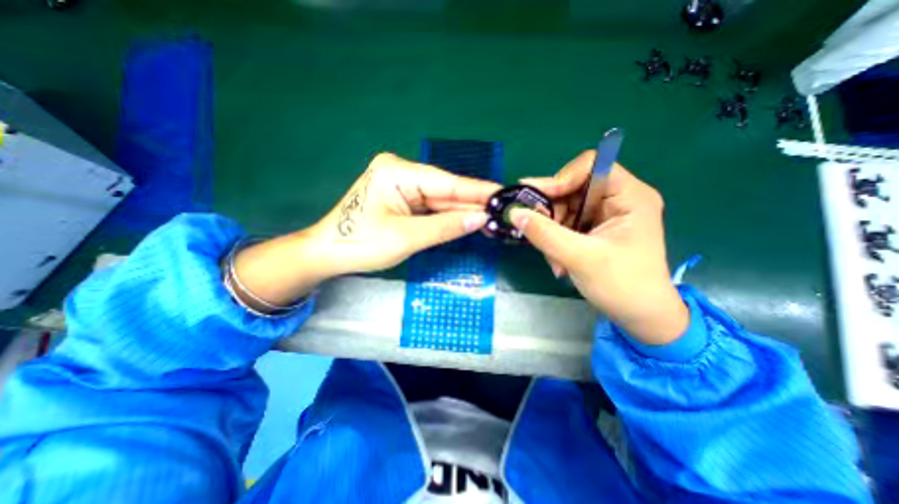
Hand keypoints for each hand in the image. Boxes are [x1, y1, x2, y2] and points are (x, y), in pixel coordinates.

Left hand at [229, 152, 498, 311]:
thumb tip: (481, 218)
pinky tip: (468, 220)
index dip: (477, 190)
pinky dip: (448, 216)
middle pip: (445, 190)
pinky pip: (431, 207)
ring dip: (462, 210)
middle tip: (501, 210)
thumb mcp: (406, 237)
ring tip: (491, 217)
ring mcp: (401, 185)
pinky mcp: (401, 199)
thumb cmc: (360, 244)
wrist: (327, 254)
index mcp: (397, 172)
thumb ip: (446, 226)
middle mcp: (400, 172)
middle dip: (472, 202)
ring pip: (440, 199)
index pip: (447, 182)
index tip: (503, 193)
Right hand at [512, 151, 689, 344]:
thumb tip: (515, 213)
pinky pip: (564, 223)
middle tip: (535, 232)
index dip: (562, 178)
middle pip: (572, 188)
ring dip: (551, 231)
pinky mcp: (592, 228)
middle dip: (551, 213)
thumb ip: (545, 234)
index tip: (539, 200)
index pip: (591, 166)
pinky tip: (557, 260)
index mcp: (629, 196)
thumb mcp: (580, 258)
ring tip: (553, 258)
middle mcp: (616, 199)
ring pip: (563, 208)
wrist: (639, 316)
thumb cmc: (622, 285)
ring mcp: (603, 214)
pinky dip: (554, 239)